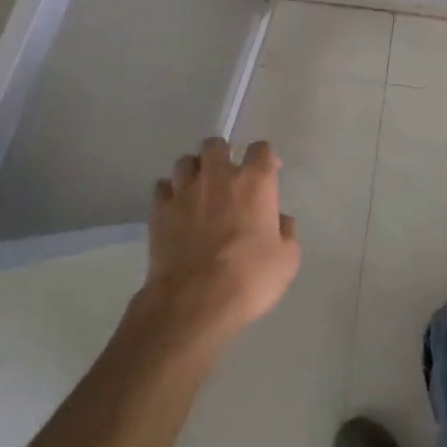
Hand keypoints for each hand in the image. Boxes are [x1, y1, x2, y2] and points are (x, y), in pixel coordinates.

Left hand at [139, 137, 299, 348]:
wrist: (195, 301)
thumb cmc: (249, 279)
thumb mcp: (287, 260)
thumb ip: (286, 232)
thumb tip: (279, 220)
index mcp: (254, 182)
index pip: (261, 149)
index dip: (265, 158)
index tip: (268, 173)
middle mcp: (218, 176)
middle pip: (216, 145)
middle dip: (222, 155)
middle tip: (227, 177)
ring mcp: (185, 190)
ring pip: (185, 161)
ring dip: (194, 171)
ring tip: (198, 189)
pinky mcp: (159, 210)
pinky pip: (162, 187)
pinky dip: (169, 193)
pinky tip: (175, 208)